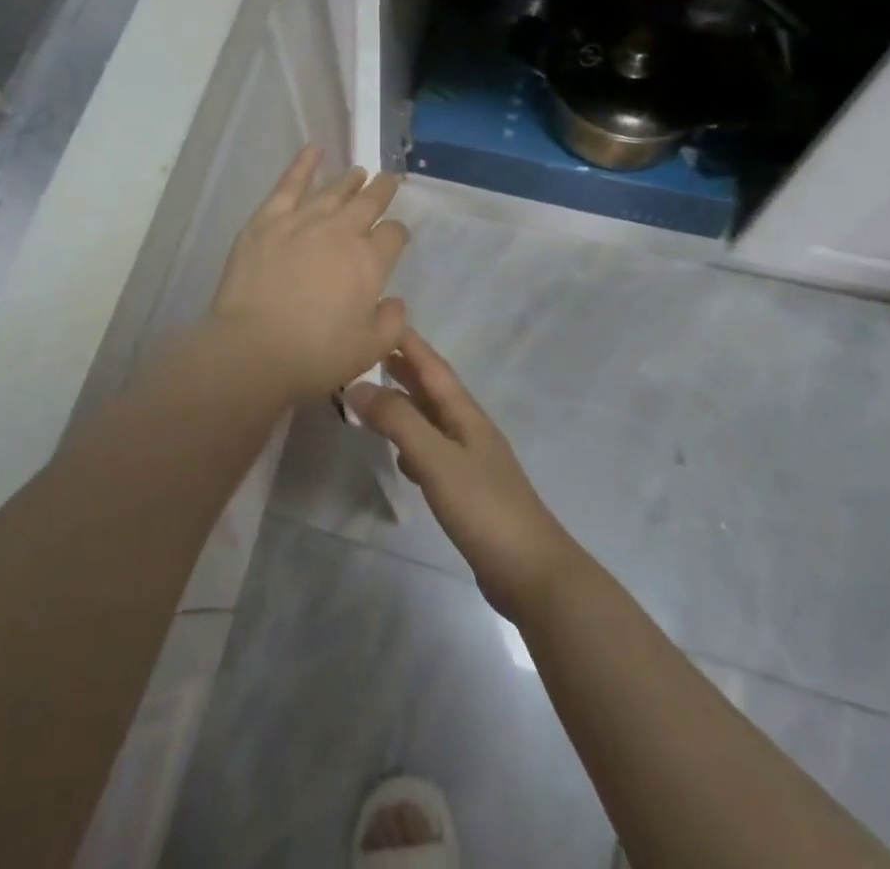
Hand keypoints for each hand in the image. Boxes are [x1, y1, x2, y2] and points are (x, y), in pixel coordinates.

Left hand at [204, 147, 408, 403]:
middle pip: (368, 202)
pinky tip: (315, 149)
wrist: (254, 349)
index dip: (397, 233)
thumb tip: (395, 301)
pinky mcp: (267, 219)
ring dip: (350, 180)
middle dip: (382, 190)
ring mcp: (303, 220)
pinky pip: (290, 183)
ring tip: (359, 172)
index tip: (395, 235)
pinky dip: (304, 163)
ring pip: (333, 190)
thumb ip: (391, 323)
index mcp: (370, 262)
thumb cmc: (315, 356)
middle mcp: (341, 232)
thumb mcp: (368, 350)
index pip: (393, 234)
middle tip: (389, 180)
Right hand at [347, 329, 585, 620]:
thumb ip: (398, 421)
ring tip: (372, 399)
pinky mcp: (467, 491)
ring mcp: (470, 461)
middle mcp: (468, 429)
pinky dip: (412, 444)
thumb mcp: (436, 459)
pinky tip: (399, 457)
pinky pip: (433, 452)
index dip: (407, 342)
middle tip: (364, 353)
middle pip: (432, 389)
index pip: (432, 366)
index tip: (380, 316)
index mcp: (465, 414)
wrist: (532, 573)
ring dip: (404, 405)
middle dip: (402, 368)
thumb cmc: (484, 508)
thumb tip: (357, 387)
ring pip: (430, 420)